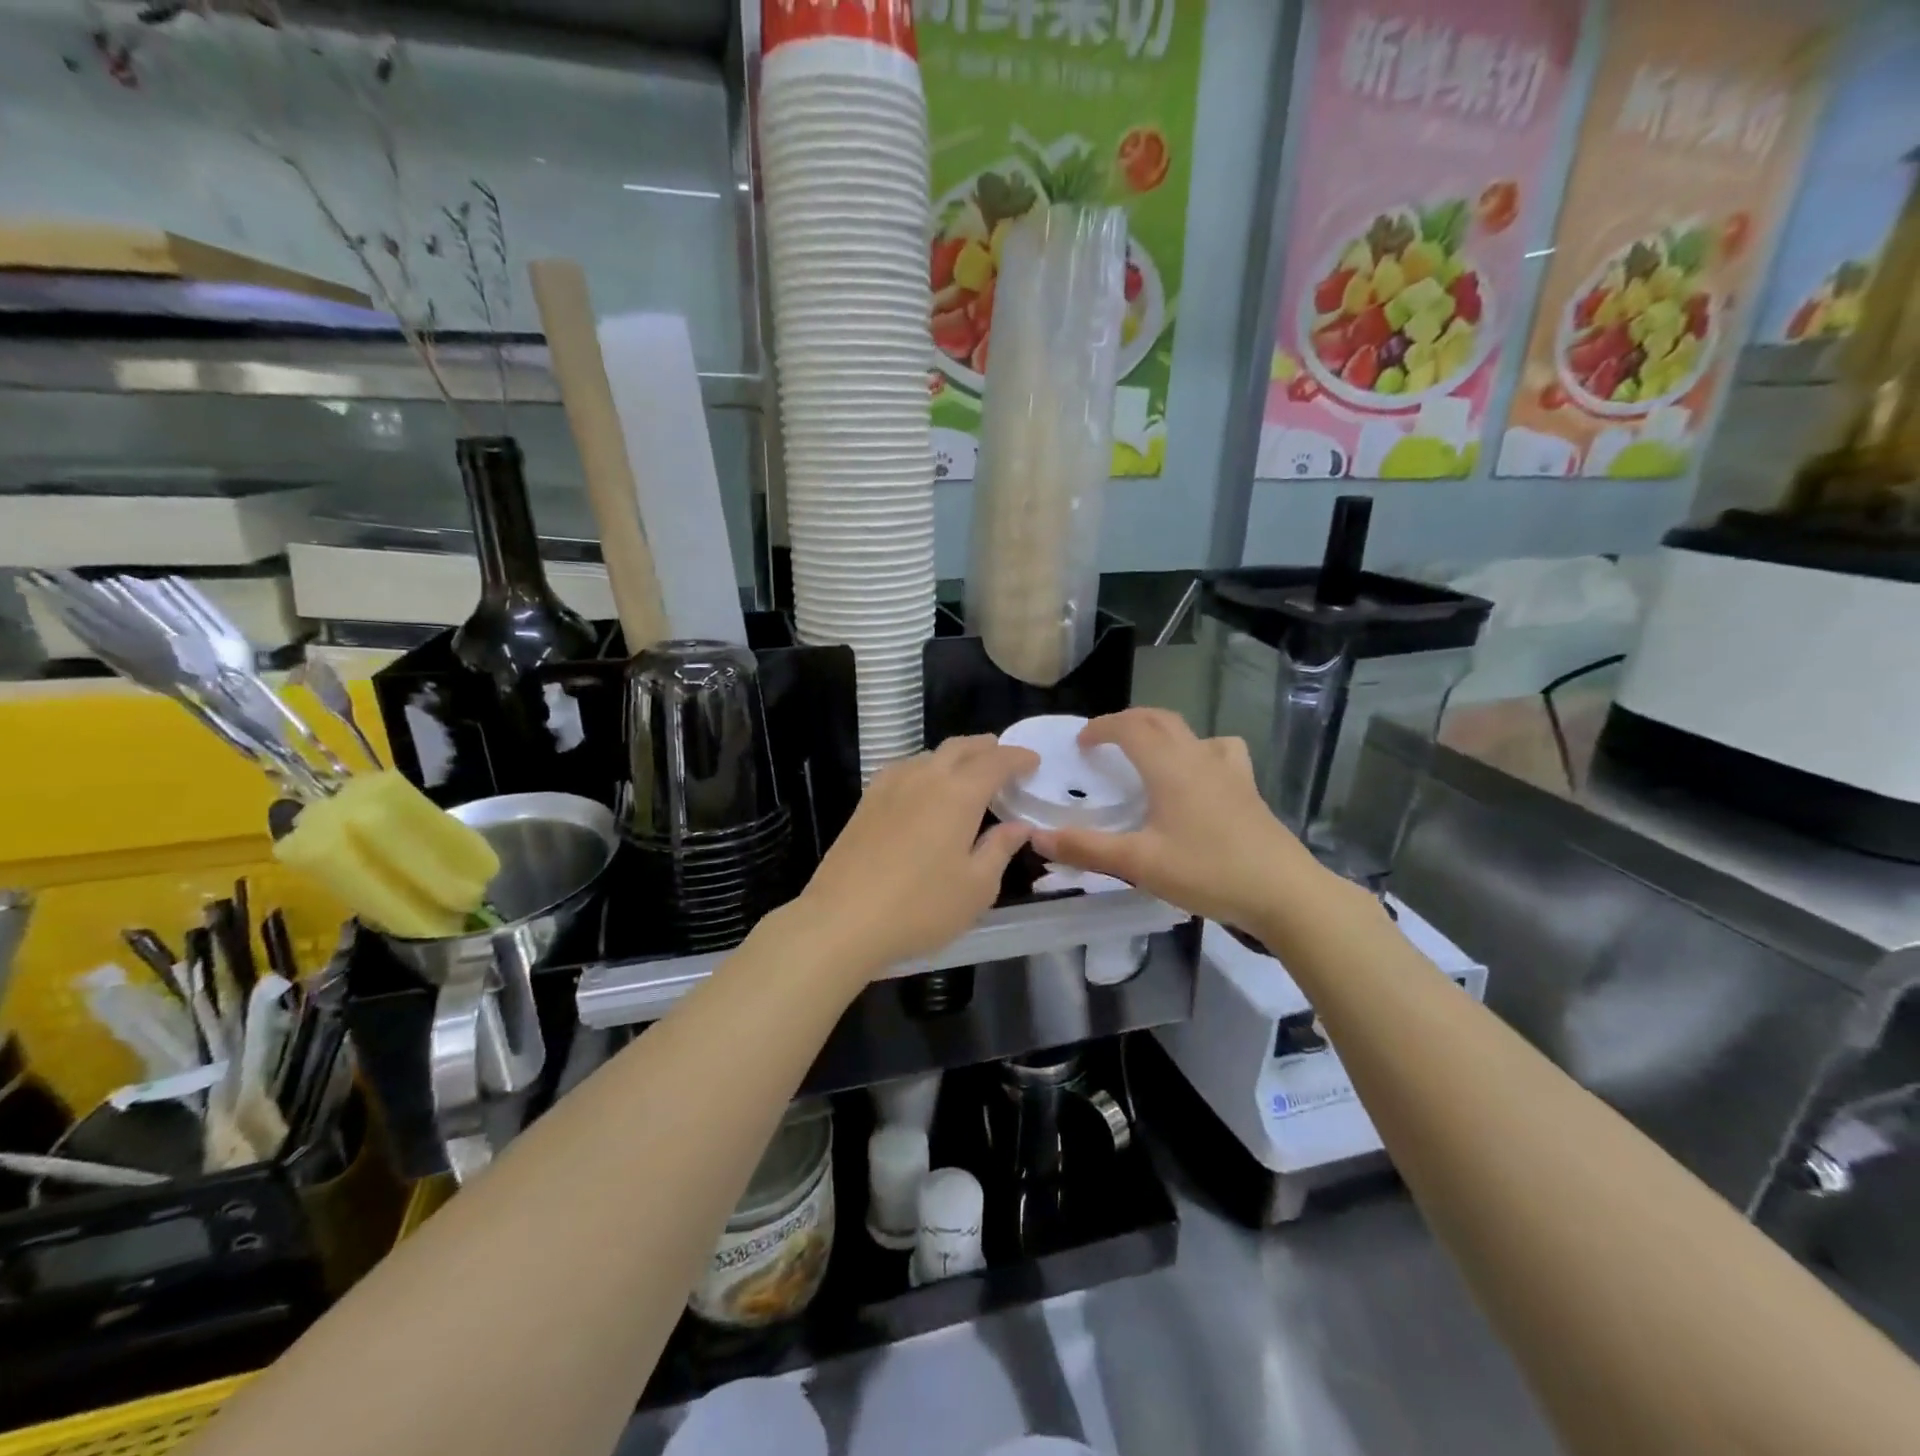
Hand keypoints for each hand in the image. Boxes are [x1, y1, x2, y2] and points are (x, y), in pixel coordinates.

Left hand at [782, 735, 1038, 977]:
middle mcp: (924, 778)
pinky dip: (925, 768)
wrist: (843, 920)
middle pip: (959, 748)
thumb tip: (1019, 826)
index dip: (1017, 758)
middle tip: (1003, 759)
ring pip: (929, 756)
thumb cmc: (921, 907)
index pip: (995, 762)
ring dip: (954, 757)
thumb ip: (1000, 849)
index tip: (1033, 761)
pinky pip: (904, 770)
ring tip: (967, 773)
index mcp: (958, 794)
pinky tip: (923, 788)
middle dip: (986, 748)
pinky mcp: (866, 802)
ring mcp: (890, 787)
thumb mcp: (976, 887)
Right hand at [1029, 708, 1329, 933]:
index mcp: (1169, 766)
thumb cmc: (1207, 871)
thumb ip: (1086, 848)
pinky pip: (1221, 751)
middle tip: (1105, 742)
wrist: (1283, 892)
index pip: (1129, 726)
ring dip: (1161, 731)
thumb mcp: (1138, 863)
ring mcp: (1229, 770)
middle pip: (1159, 719)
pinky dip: (1200, 749)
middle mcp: (1198, 757)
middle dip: (1127, 722)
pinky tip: (1199, 775)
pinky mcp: (1248, 788)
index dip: (1102, 727)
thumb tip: (1037, 838)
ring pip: (1190, 731)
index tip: (1081, 742)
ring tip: (1147, 753)